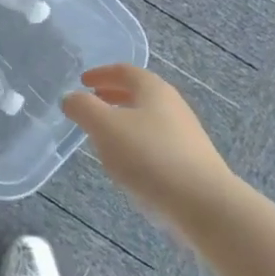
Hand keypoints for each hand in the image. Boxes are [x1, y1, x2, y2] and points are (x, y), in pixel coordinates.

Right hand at [62, 65, 236, 227]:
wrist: (203, 203)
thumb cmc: (149, 156)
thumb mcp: (105, 128)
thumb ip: (83, 108)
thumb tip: (71, 97)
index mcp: (153, 89)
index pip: (125, 71)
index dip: (102, 73)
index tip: (83, 81)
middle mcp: (173, 105)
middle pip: (140, 93)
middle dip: (113, 95)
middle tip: (92, 102)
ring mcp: (185, 134)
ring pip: (148, 118)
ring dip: (125, 120)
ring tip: (104, 135)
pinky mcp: (190, 162)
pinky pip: (157, 142)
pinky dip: (137, 142)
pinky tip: (128, 163)